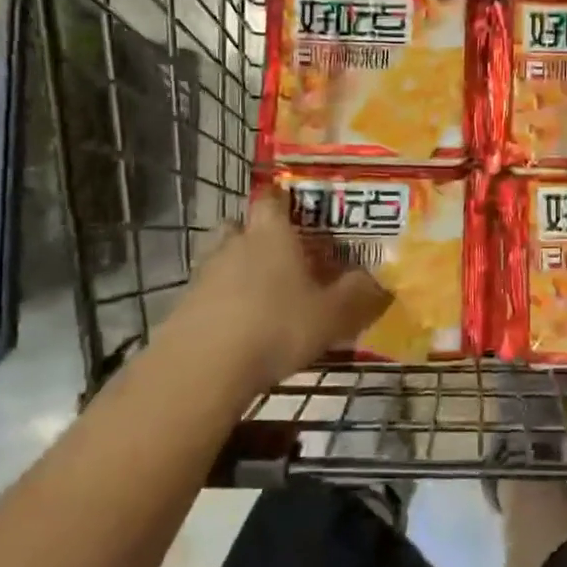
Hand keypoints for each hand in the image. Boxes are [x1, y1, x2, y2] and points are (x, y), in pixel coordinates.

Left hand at [161, 191, 388, 401]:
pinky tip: (243, 325)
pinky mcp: (186, 305)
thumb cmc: (276, 326)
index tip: (300, 209)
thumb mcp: (332, 314)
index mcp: (272, 233)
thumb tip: (380, 280)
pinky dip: (226, 300)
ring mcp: (205, 273)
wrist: (203, 368)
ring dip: (241, 269)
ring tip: (265, 294)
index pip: (273, 198)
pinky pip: (211, 291)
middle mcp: (235, 243)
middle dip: (260, 234)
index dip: (285, 199)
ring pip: (224, 258)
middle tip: (285, 254)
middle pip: (243, 225)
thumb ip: (358, 294)